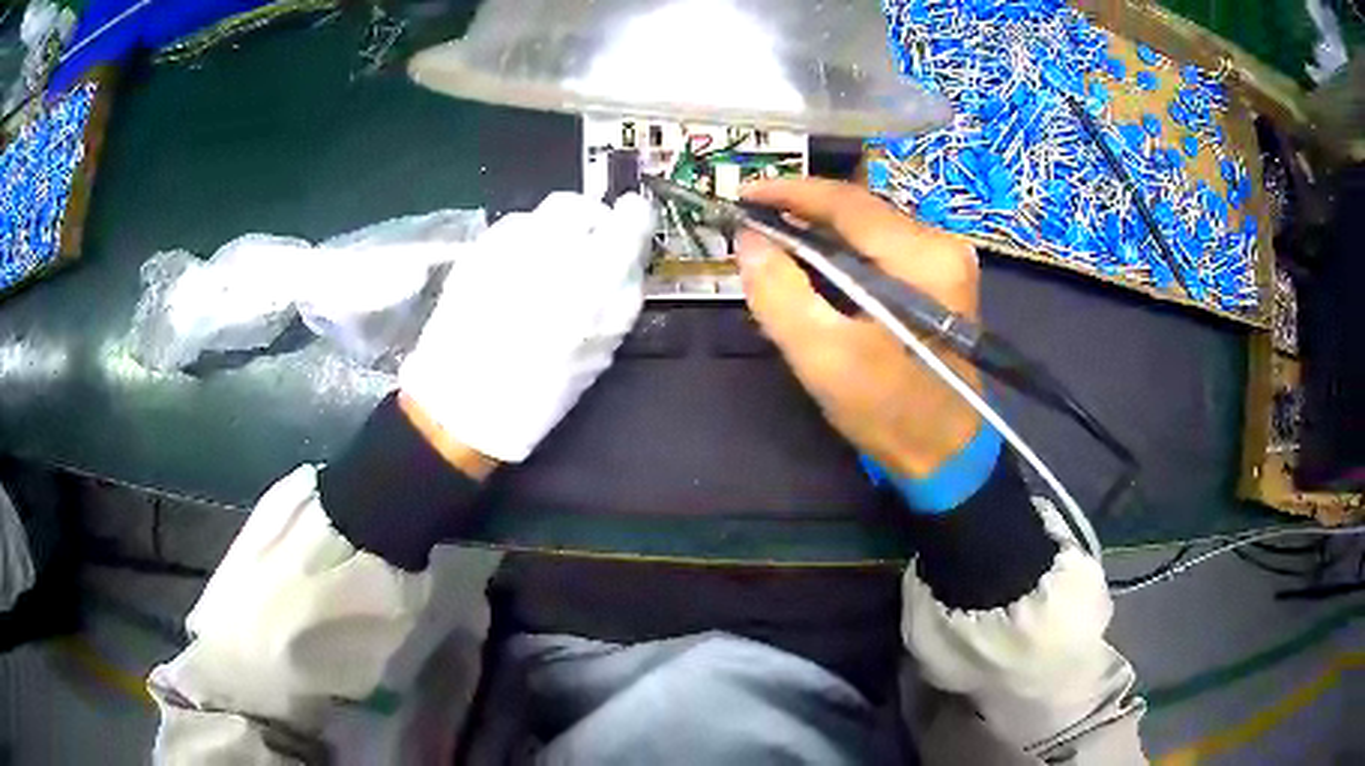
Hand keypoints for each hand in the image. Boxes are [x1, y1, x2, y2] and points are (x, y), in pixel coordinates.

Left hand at [399, 192, 653, 463]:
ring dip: (555, 230)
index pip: (628, 220)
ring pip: (541, 213)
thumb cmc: (538, 393)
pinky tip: (518, 272)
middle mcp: (549, 248)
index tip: (633, 225)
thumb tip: (629, 262)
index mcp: (590, 278)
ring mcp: (505, 244)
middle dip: (589, 219)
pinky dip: (524, 240)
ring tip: (549, 264)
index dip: (636, 219)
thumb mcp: (598, 354)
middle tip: (589, 246)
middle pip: (578, 205)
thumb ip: (621, 299)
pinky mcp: (475, 250)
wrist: (459, 406)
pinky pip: (511, 228)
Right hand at [736, 178, 983, 477]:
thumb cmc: (890, 411)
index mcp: (922, 258)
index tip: (742, 195)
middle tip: (752, 224)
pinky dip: (843, 252)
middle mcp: (941, 245)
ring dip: (820, 231)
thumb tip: (748, 241)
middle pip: (859, 210)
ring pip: (868, 227)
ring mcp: (946, 262)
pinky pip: (881, 249)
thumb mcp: (826, 359)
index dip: (790, 192)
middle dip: (802, 212)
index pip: (847, 203)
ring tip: (774, 242)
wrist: (946, 455)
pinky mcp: (941, 280)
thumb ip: (781, 294)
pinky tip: (814, 264)